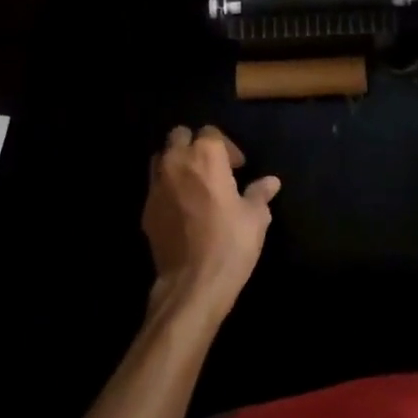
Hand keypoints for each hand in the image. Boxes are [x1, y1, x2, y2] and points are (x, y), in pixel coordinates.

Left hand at [143, 126, 279, 324]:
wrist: (192, 284)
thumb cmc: (230, 244)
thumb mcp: (255, 218)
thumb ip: (260, 194)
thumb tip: (271, 182)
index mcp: (206, 156)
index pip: (210, 132)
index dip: (226, 146)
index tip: (238, 167)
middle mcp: (176, 162)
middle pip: (179, 136)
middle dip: (193, 144)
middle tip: (211, 167)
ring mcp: (156, 186)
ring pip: (160, 157)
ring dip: (175, 162)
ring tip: (192, 183)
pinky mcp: (146, 209)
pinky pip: (154, 187)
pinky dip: (166, 188)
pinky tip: (180, 208)